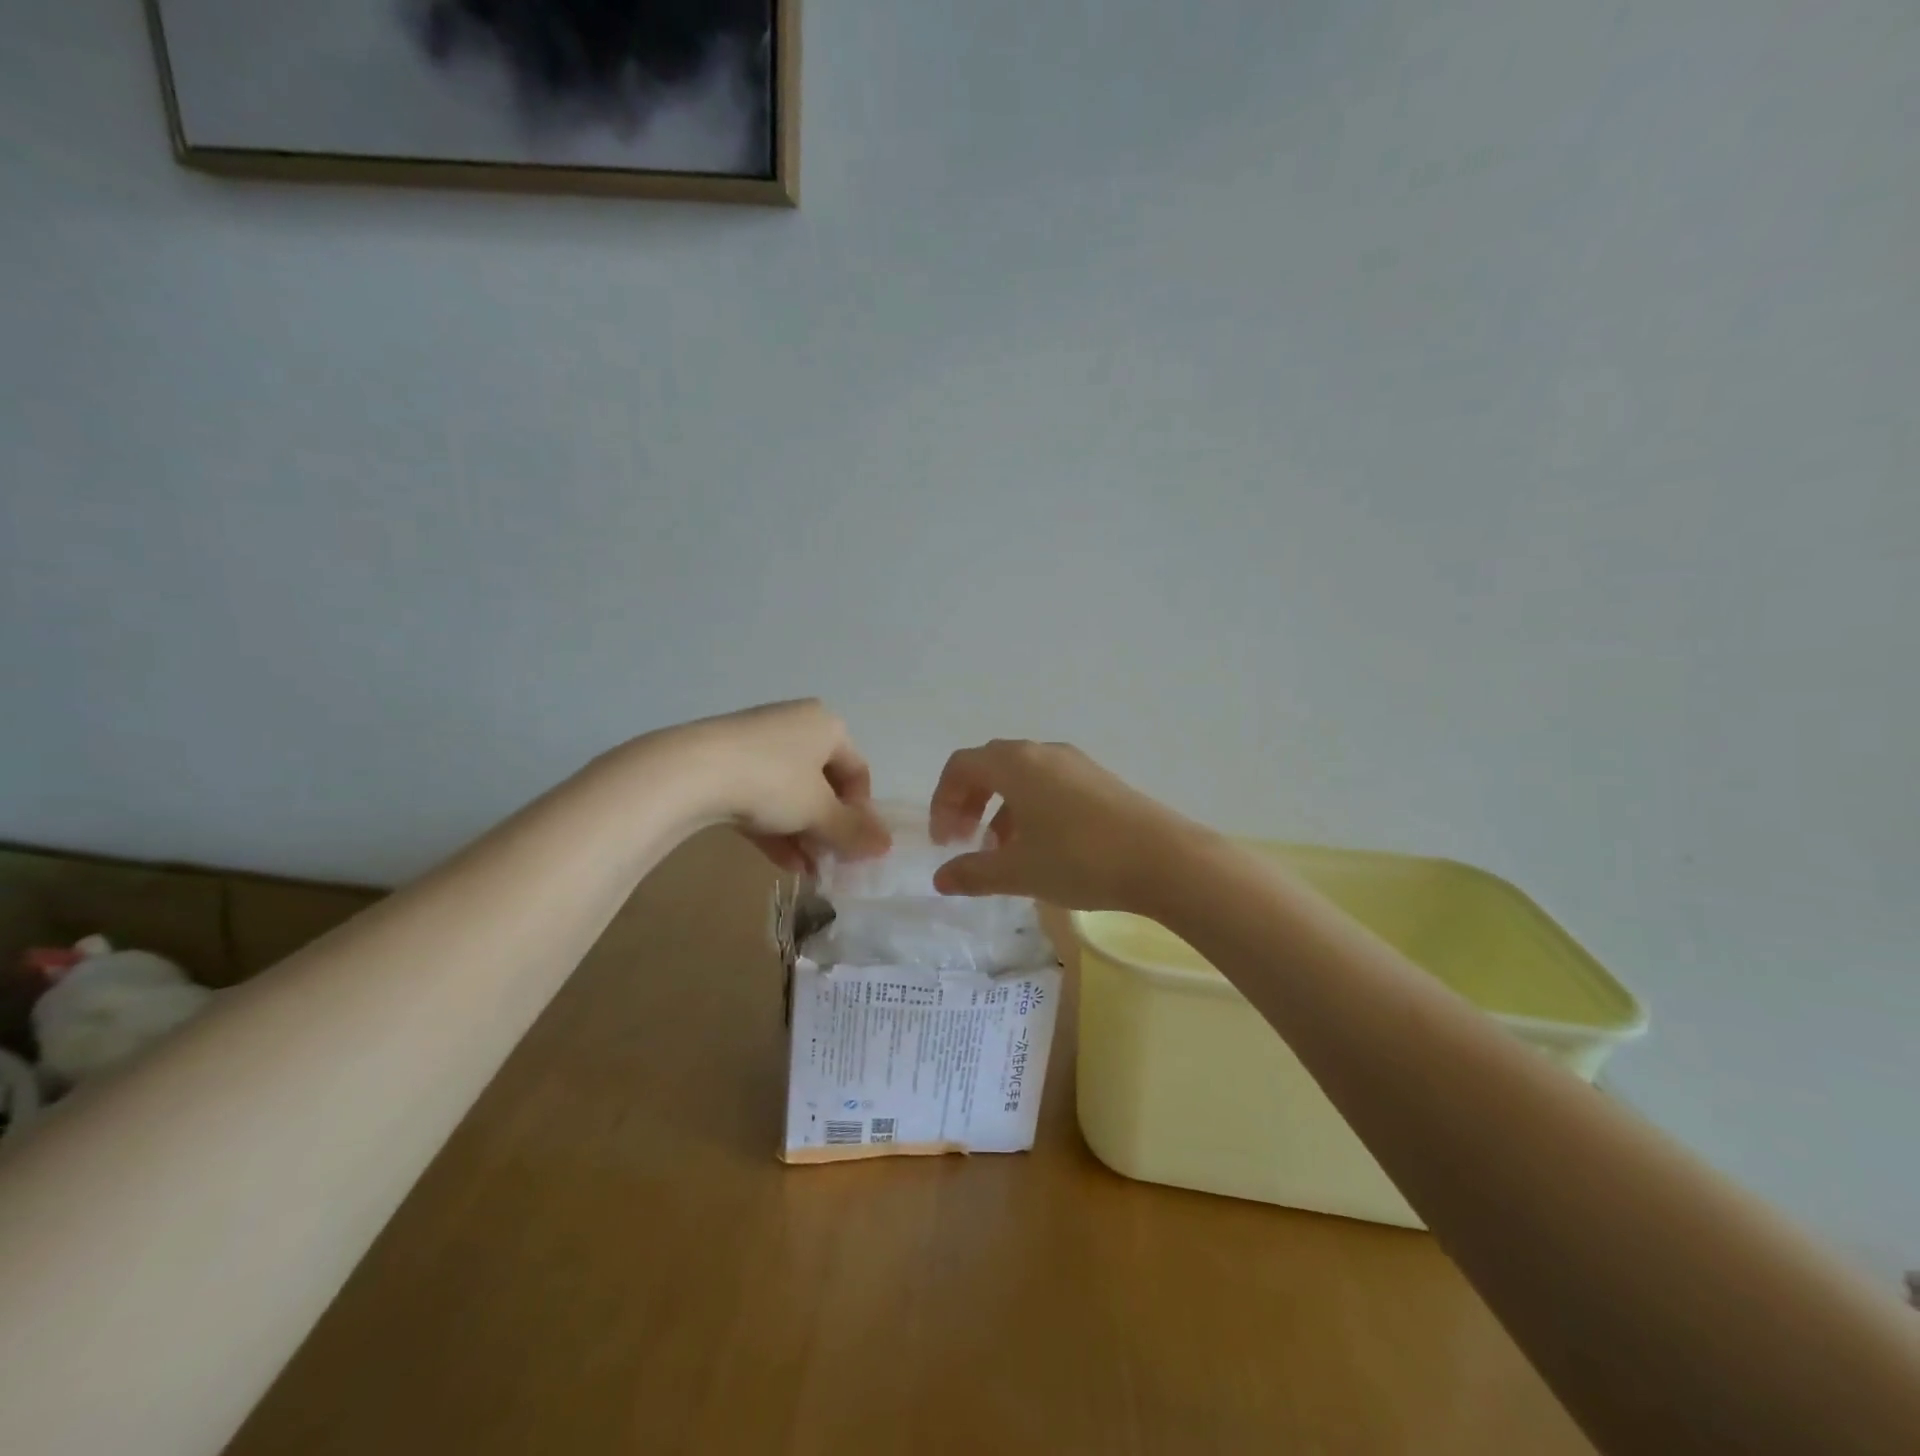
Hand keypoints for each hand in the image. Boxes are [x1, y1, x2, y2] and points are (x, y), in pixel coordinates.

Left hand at [666, 700, 890, 873]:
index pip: (858, 771)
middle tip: (832, 862)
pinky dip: (777, 828)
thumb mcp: (819, 811)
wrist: (691, 772)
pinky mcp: (726, 764)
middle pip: (824, 784)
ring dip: (805, 834)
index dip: (862, 812)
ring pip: (792, 794)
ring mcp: (757, 744)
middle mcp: (795, 726)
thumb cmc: (773, 781)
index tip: (857, 846)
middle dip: (830, 827)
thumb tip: (887, 846)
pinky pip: (762, 798)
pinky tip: (785, 864)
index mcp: (826, 725)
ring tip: (810, 872)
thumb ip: (853, 831)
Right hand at [928, 740, 1201, 911]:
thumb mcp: (1018, 872)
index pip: (961, 766)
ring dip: (1000, 807)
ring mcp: (1075, 763)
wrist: (1163, 858)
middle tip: (964, 840)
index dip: (943, 801)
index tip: (944, 842)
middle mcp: (1042, 753)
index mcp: (1015, 764)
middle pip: (990, 765)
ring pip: (1021, 775)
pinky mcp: (1099, 779)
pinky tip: (1042, 845)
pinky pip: (1049, 783)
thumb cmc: (1079, 859)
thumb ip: (973, 873)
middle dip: (969, 801)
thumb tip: (941, 879)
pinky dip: (1030, 806)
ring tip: (1001, 849)